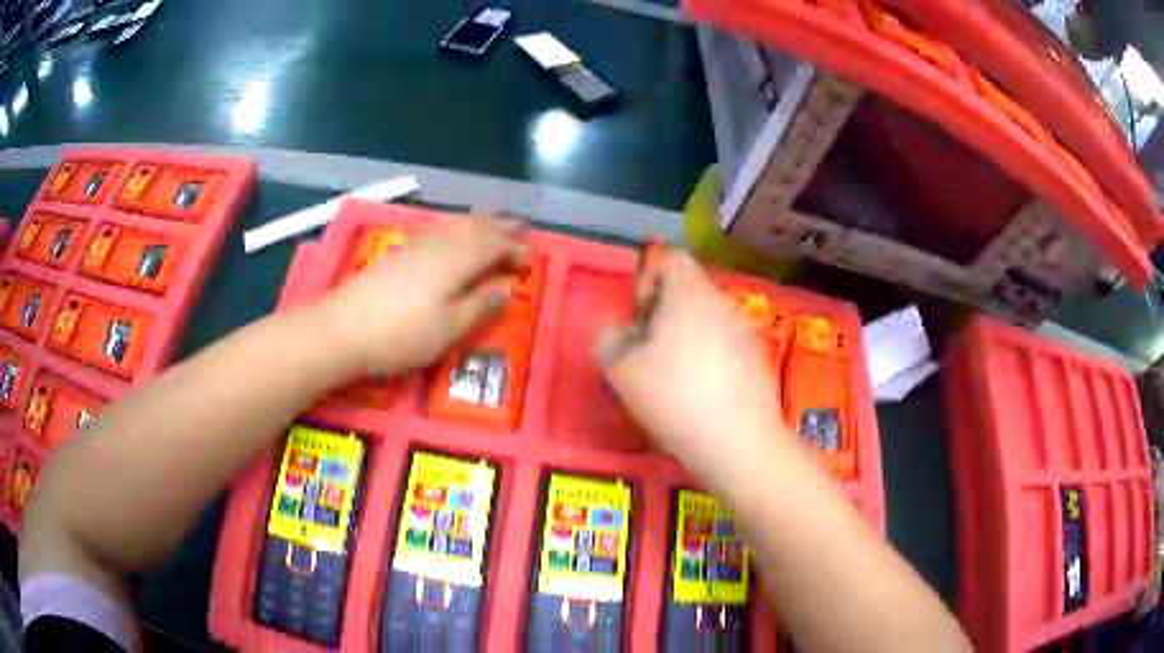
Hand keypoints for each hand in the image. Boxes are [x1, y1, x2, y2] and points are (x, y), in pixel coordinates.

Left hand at [314, 217, 526, 376]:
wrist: (342, 328)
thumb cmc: (401, 334)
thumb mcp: (448, 329)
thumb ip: (479, 305)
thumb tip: (504, 287)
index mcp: (457, 260)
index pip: (494, 245)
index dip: (514, 250)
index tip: (530, 262)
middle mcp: (439, 244)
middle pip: (476, 228)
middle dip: (500, 228)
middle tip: (520, 231)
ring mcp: (416, 245)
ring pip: (456, 225)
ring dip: (479, 223)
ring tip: (492, 226)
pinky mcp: (400, 252)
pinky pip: (439, 229)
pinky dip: (457, 227)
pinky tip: (452, 234)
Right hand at [597, 251, 788, 480]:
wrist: (741, 444)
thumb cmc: (676, 398)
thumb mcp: (622, 372)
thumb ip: (609, 340)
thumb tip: (619, 332)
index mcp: (690, 293)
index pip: (670, 258)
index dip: (646, 279)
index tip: (637, 320)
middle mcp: (722, 302)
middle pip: (687, 290)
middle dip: (661, 314)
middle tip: (645, 353)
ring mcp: (744, 330)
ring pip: (705, 319)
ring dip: (683, 338)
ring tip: (669, 378)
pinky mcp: (756, 359)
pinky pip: (723, 344)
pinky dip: (706, 358)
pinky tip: (698, 394)